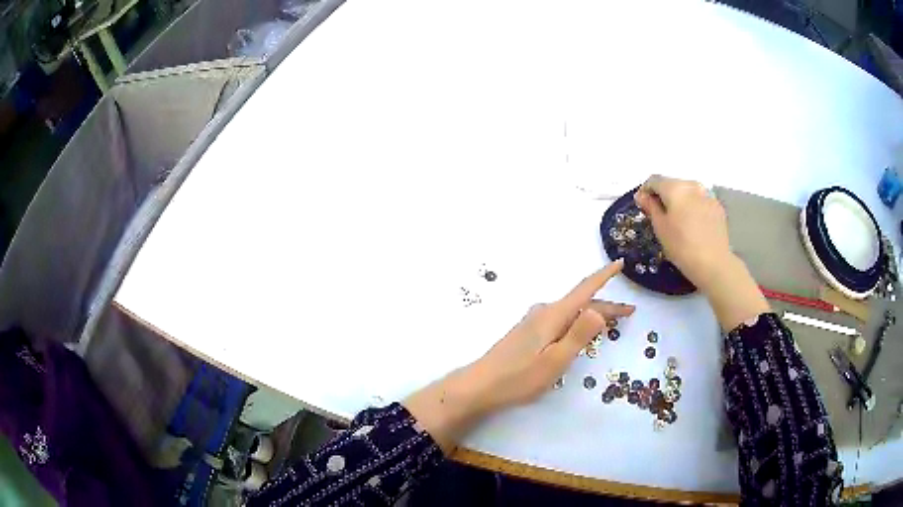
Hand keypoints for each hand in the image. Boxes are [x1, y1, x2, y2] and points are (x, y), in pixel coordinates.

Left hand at [403, 261, 632, 452]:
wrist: (480, 385)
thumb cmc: (519, 377)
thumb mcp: (555, 360)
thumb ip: (578, 335)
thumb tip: (599, 309)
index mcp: (553, 315)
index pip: (584, 290)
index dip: (604, 276)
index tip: (619, 263)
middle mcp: (544, 312)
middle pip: (581, 304)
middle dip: (606, 307)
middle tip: (629, 313)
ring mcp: (534, 322)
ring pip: (571, 313)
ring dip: (592, 315)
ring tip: (611, 322)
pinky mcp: (528, 333)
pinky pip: (561, 321)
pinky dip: (577, 323)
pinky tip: (579, 332)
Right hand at [635, 175, 767, 330]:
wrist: (713, 263)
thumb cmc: (682, 246)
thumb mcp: (660, 228)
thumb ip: (650, 207)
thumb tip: (642, 195)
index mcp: (675, 187)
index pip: (654, 180)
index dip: (645, 191)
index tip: (642, 205)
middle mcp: (692, 185)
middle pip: (672, 184)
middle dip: (663, 195)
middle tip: (659, 214)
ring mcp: (707, 195)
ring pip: (687, 192)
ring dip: (679, 201)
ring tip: (677, 220)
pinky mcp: (717, 207)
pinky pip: (700, 201)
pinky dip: (693, 207)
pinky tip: (693, 225)